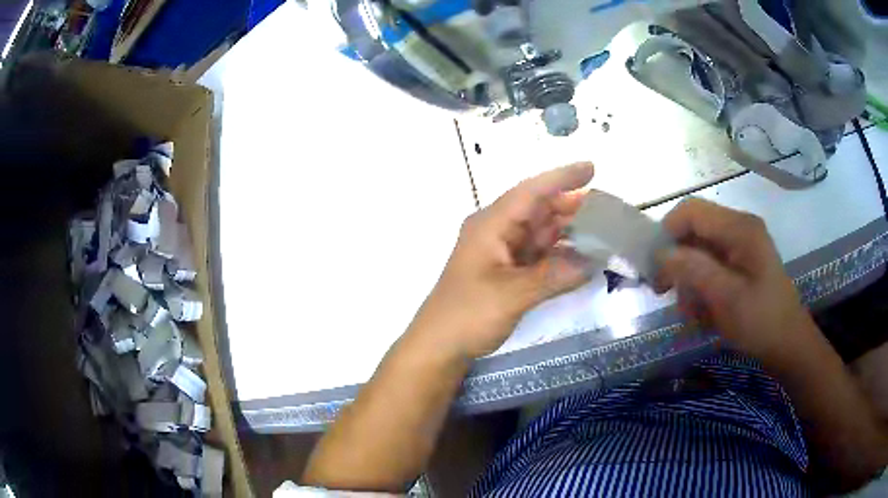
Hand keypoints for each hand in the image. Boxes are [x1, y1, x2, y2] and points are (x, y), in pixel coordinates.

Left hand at [410, 163, 595, 358]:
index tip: (592, 169)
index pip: (531, 191)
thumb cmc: (468, 314)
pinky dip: (560, 253)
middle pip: (539, 209)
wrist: (439, 345)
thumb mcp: (512, 295)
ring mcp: (502, 251)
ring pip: (541, 231)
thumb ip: (554, 276)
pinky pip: (539, 253)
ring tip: (603, 228)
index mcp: (491, 224)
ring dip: (569, 230)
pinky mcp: (507, 270)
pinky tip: (582, 255)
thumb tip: (592, 262)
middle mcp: (497, 231)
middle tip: (608, 207)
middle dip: (571, 205)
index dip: (562, 178)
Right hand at [657, 198, 816, 364]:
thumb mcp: (727, 298)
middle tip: (666, 293)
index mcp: (739, 228)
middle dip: (677, 261)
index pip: (691, 211)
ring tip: (691, 312)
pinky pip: (711, 266)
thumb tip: (660, 253)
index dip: (667, 232)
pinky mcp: (742, 263)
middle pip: (694, 231)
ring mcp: (741, 246)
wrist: (788, 345)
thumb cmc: (761, 321)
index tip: (655, 267)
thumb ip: (694, 270)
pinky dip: (702, 287)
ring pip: (700, 251)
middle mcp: (739, 229)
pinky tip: (704, 312)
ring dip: (689, 280)